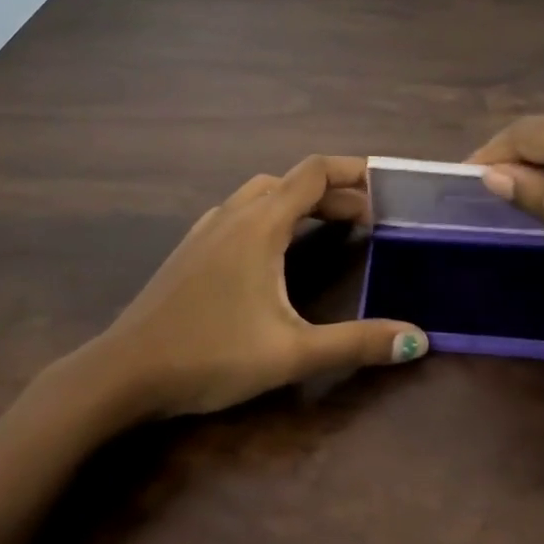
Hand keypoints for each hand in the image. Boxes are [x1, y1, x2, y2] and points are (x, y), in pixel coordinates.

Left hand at [70, 155, 427, 418]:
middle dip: (333, 192)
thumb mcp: (291, 353)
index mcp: (259, 224)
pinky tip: (273, 250)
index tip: (386, 186)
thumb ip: (357, 344)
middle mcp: (232, 215)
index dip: (353, 171)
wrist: (123, 373)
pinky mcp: (190, 250)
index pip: (313, 173)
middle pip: (290, 182)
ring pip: (261, 195)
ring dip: (299, 202)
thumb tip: (420, 341)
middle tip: (368, 218)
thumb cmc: (210, 354)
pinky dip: (270, 216)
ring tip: (328, 226)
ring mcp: (205, 230)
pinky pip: (239, 214)